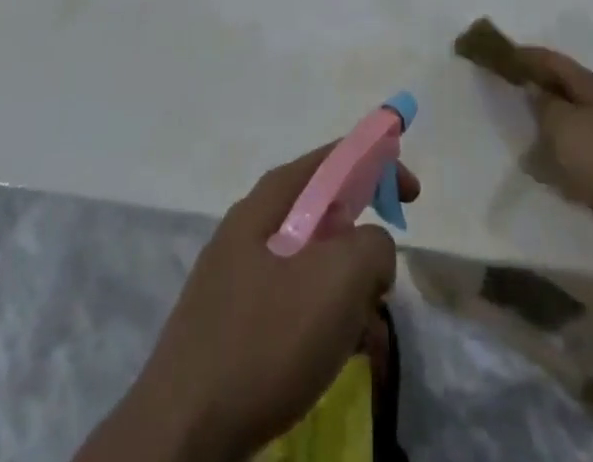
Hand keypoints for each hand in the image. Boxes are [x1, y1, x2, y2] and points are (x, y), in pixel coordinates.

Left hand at [107, 147, 419, 461]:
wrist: (180, 434)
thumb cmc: (265, 339)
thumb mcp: (338, 279)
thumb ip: (373, 244)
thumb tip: (372, 250)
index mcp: (271, 200)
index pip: (334, 158)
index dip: (378, 163)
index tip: (412, 194)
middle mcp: (251, 227)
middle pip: (324, 215)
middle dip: (364, 247)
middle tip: (385, 283)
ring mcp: (237, 277)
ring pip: (312, 268)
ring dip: (349, 295)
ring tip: (368, 341)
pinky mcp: (233, 325)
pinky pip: (293, 307)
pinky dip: (324, 324)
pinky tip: (340, 360)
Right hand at [516, 46, 592, 271]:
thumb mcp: (567, 130)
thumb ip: (546, 108)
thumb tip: (536, 92)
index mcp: (592, 88)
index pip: (552, 61)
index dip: (525, 56)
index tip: (499, 55)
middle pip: (567, 91)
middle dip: (539, 93)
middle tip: (509, 102)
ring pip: (579, 125)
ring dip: (554, 130)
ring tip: (528, 145)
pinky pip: (591, 156)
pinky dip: (571, 160)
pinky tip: (559, 178)